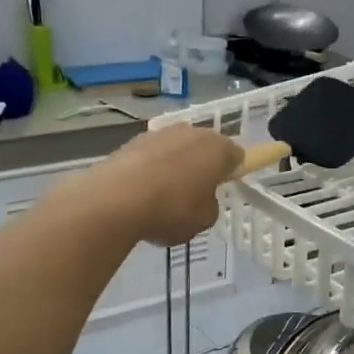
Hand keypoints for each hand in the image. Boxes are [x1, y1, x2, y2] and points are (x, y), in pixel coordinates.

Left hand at [49, 124, 239, 246]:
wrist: (116, 200)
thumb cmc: (172, 210)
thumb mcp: (204, 220)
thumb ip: (210, 205)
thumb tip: (201, 198)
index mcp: (218, 149)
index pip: (236, 155)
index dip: (231, 172)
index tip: (220, 188)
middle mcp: (192, 133)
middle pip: (204, 147)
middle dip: (202, 165)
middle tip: (193, 194)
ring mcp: (160, 133)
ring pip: (176, 149)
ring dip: (174, 165)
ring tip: (161, 196)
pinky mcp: (133, 140)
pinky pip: (151, 155)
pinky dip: (150, 169)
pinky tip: (140, 192)